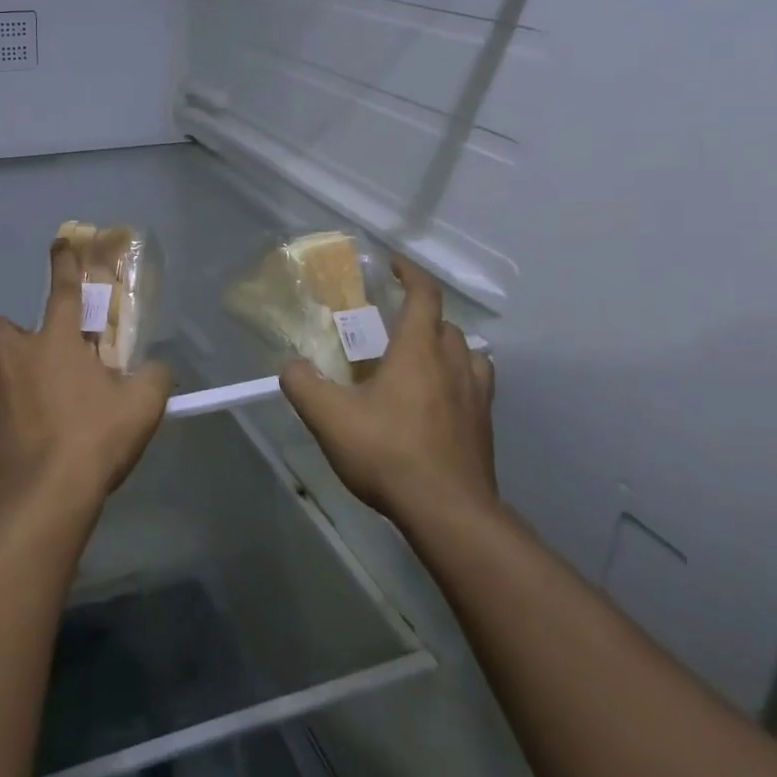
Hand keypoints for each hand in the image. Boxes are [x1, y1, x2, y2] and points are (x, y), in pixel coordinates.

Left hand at [0, 240, 174, 511]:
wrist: (40, 496)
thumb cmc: (93, 441)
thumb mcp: (141, 408)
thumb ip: (153, 379)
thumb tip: (157, 368)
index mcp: (56, 341)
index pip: (62, 290)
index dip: (63, 264)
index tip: (59, 243)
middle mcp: (13, 354)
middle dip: (10, 337)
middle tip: (30, 362)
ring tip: (2, 386)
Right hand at [279, 257, 497, 522]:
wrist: (448, 512)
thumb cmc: (388, 453)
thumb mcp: (329, 418)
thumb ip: (303, 385)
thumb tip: (291, 366)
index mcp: (419, 350)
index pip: (424, 295)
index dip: (409, 273)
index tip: (392, 264)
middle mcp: (454, 364)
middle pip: (445, 324)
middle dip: (421, 315)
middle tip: (391, 325)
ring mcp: (477, 396)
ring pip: (467, 353)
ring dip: (445, 347)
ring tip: (420, 361)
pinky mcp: (484, 427)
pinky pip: (476, 386)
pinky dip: (459, 380)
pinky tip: (437, 402)